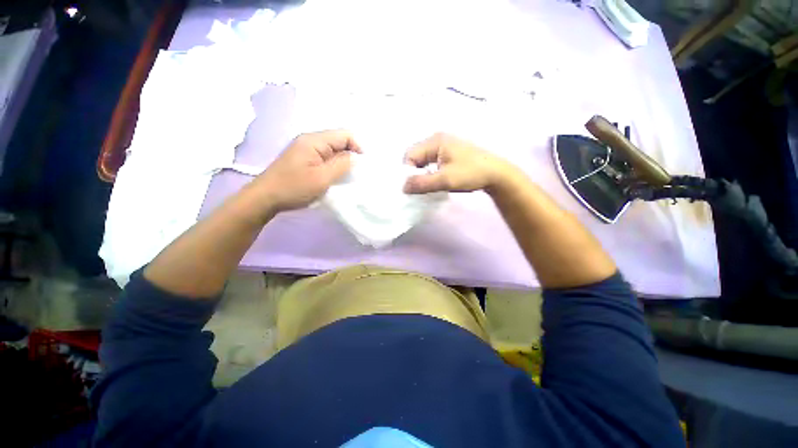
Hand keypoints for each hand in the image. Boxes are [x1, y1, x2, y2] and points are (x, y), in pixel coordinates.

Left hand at [255, 130, 360, 211]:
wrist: (265, 198)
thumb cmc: (294, 187)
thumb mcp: (322, 178)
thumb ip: (342, 165)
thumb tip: (357, 157)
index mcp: (315, 140)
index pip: (345, 135)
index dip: (358, 147)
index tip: (362, 166)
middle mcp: (311, 140)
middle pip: (339, 141)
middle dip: (351, 155)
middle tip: (355, 174)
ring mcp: (306, 149)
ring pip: (333, 150)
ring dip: (343, 162)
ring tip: (347, 177)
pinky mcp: (305, 159)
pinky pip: (325, 158)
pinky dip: (334, 166)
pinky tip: (335, 177)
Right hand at [403, 133, 517, 194]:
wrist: (497, 174)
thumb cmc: (471, 174)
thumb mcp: (445, 180)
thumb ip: (422, 183)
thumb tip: (403, 187)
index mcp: (435, 141)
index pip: (410, 155)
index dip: (408, 172)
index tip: (414, 187)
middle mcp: (437, 140)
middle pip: (415, 157)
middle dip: (415, 173)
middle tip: (421, 187)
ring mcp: (443, 146)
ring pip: (423, 161)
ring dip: (423, 174)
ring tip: (429, 185)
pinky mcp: (448, 154)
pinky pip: (431, 163)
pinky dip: (430, 173)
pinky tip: (436, 181)